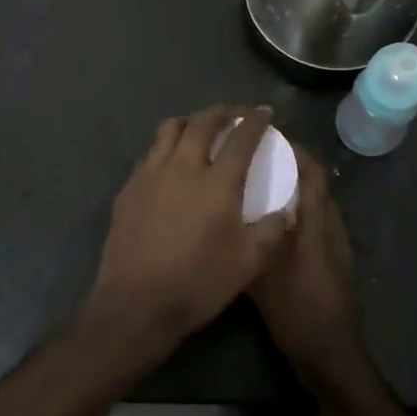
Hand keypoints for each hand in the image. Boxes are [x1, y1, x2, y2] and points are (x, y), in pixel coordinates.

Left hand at [84, 106, 295, 349]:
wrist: (136, 303)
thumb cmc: (197, 283)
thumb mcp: (248, 264)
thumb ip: (272, 232)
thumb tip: (287, 211)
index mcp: (216, 183)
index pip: (241, 138)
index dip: (255, 121)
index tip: (265, 112)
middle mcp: (182, 167)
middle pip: (202, 122)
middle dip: (223, 112)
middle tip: (236, 114)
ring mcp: (150, 174)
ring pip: (170, 129)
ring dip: (192, 121)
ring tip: (202, 127)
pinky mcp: (129, 188)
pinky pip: (151, 152)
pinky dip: (168, 145)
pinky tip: (172, 160)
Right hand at [250, 151, 369, 389]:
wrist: (330, 353)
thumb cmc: (297, 309)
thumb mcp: (264, 272)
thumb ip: (253, 238)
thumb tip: (232, 207)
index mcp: (317, 222)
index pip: (313, 171)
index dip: (294, 149)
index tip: (265, 137)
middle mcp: (329, 225)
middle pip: (315, 182)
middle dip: (290, 164)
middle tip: (255, 156)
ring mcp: (333, 243)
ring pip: (314, 202)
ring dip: (293, 187)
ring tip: (258, 182)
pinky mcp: (331, 259)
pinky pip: (312, 220)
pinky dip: (294, 210)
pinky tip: (268, 221)